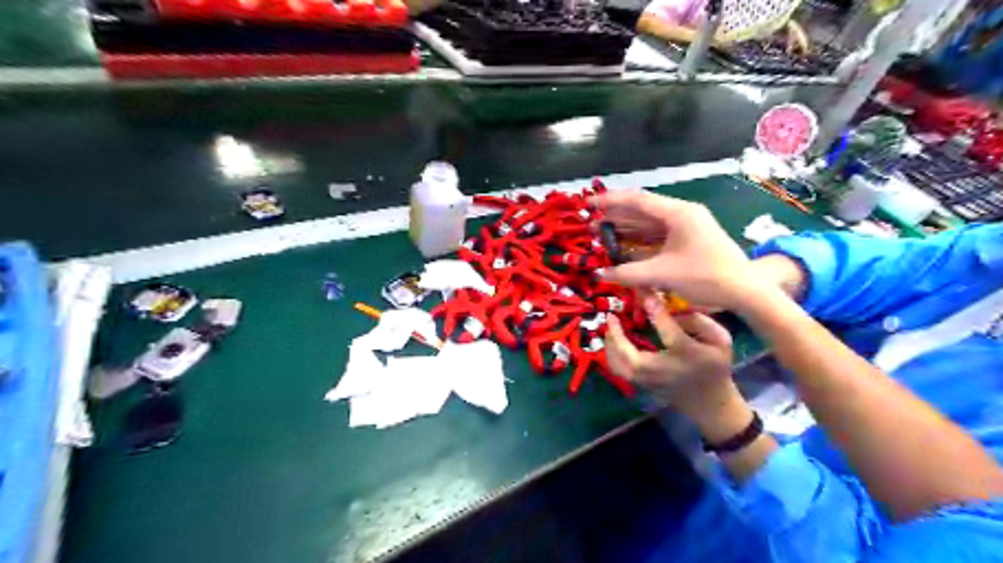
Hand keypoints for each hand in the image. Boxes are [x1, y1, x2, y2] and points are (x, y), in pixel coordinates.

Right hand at [590, 190, 764, 311]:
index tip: (588, 203)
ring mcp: (687, 227)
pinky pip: (658, 236)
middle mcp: (681, 214)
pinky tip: (624, 246)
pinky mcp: (689, 240)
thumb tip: (600, 274)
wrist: (745, 291)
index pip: (637, 200)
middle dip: (615, 217)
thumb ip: (628, 273)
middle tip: (591, 225)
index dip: (610, 201)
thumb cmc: (706, 277)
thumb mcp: (663, 274)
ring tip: (602, 235)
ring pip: (649, 224)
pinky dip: (640, 241)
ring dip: (627, 229)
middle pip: (642, 211)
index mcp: (678, 213)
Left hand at [603, 292, 733, 418]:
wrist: (709, 403)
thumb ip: (698, 321)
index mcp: (688, 357)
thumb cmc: (714, 366)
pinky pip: (619, 369)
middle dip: (616, 335)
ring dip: (610, 344)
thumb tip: (671, 308)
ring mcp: (648, 381)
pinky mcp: (640, 384)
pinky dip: (612, 353)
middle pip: (630, 357)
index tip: (645, 292)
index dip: (657, 311)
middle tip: (612, 316)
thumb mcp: (720, 340)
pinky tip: (614, 339)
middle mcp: (664, 371)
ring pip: (618, 365)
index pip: (671, 334)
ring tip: (610, 326)